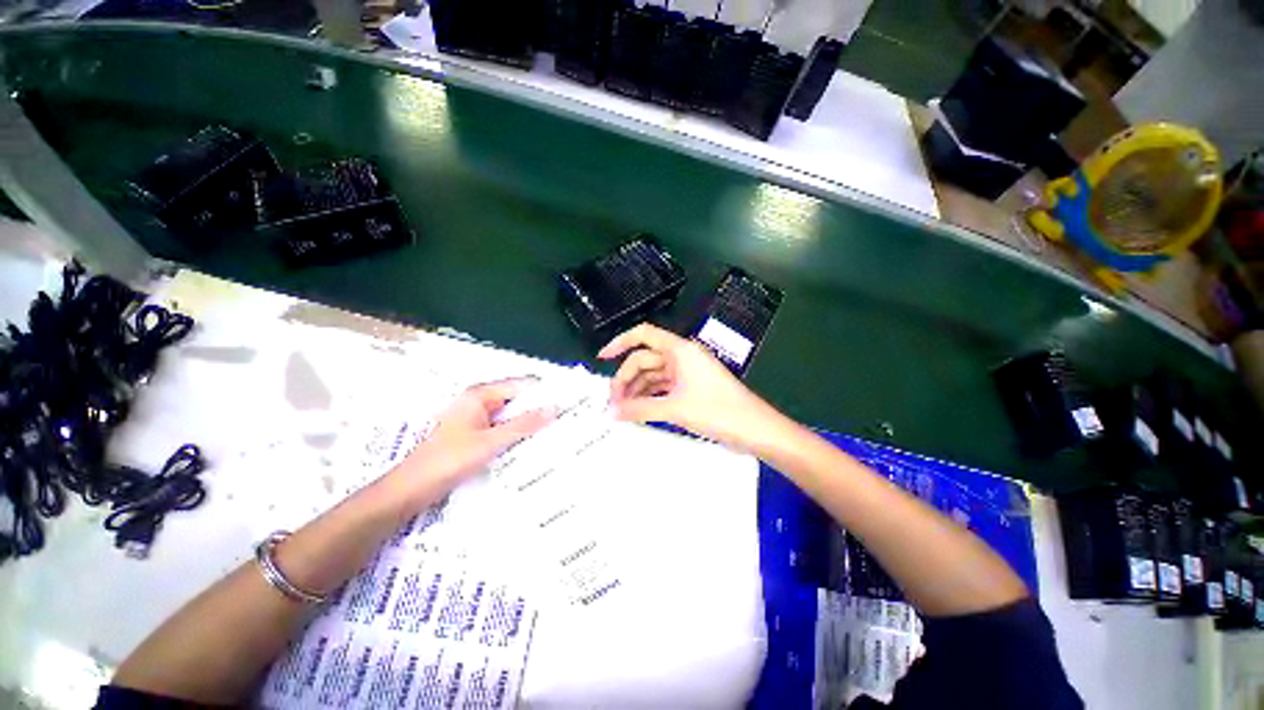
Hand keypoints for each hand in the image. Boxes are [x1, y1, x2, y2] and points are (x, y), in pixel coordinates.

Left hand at [390, 380, 554, 502]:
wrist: (409, 491)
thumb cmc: (447, 461)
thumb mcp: (490, 442)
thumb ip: (523, 425)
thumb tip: (554, 408)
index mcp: (479, 395)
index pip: (520, 386)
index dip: (543, 393)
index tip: (567, 402)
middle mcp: (478, 402)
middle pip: (515, 401)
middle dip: (537, 409)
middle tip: (565, 419)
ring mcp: (475, 419)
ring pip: (509, 417)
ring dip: (527, 424)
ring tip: (555, 432)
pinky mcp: (473, 435)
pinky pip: (501, 430)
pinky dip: (515, 435)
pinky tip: (531, 445)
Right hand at [598, 324, 786, 450]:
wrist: (756, 430)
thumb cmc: (718, 411)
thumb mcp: (675, 409)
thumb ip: (640, 409)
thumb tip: (609, 413)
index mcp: (679, 350)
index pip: (643, 335)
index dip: (620, 342)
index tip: (602, 359)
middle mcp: (681, 357)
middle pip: (645, 360)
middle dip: (626, 379)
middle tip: (611, 404)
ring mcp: (687, 374)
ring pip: (653, 376)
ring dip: (636, 390)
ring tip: (621, 411)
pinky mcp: (691, 389)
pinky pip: (663, 389)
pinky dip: (649, 398)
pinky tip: (638, 412)